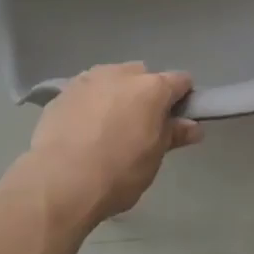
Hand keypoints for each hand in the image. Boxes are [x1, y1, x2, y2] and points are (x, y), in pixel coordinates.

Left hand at [20, 63, 201, 228]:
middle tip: (140, 127)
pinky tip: (83, 130)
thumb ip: (173, 135)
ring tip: (107, 128)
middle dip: (146, 94)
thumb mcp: (153, 159)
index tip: (178, 119)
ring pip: (112, 79)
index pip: (179, 81)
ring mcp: (90, 78)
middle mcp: (121, 73)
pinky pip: (87, 91)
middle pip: (143, 76)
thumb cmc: (117, 173)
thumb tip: (193, 126)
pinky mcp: (64, 90)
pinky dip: (91, 103)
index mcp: (151, 88)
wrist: (59, 180)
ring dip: (117, 95)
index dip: (183, 98)